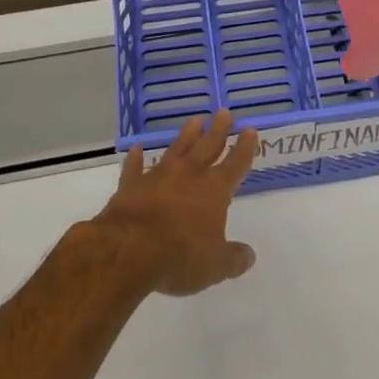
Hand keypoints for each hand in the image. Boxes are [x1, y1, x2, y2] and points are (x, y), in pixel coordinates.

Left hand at [94, 111, 259, 295]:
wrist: (128, 249)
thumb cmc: (180, 256)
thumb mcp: (215, 265)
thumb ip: (234, 259)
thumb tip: (249, 255)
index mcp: (214, 190)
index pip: (235, 164)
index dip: (244, 148)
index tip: (250, 130)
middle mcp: (189, 175)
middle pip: (208, 146)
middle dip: (218, 130)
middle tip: (224, 112)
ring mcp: (158, 177)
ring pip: (176, 149)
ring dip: (187, 135)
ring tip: (195, 120)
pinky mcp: (131, 186)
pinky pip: (135, 168)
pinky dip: (136, 159)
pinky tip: (137, 149)